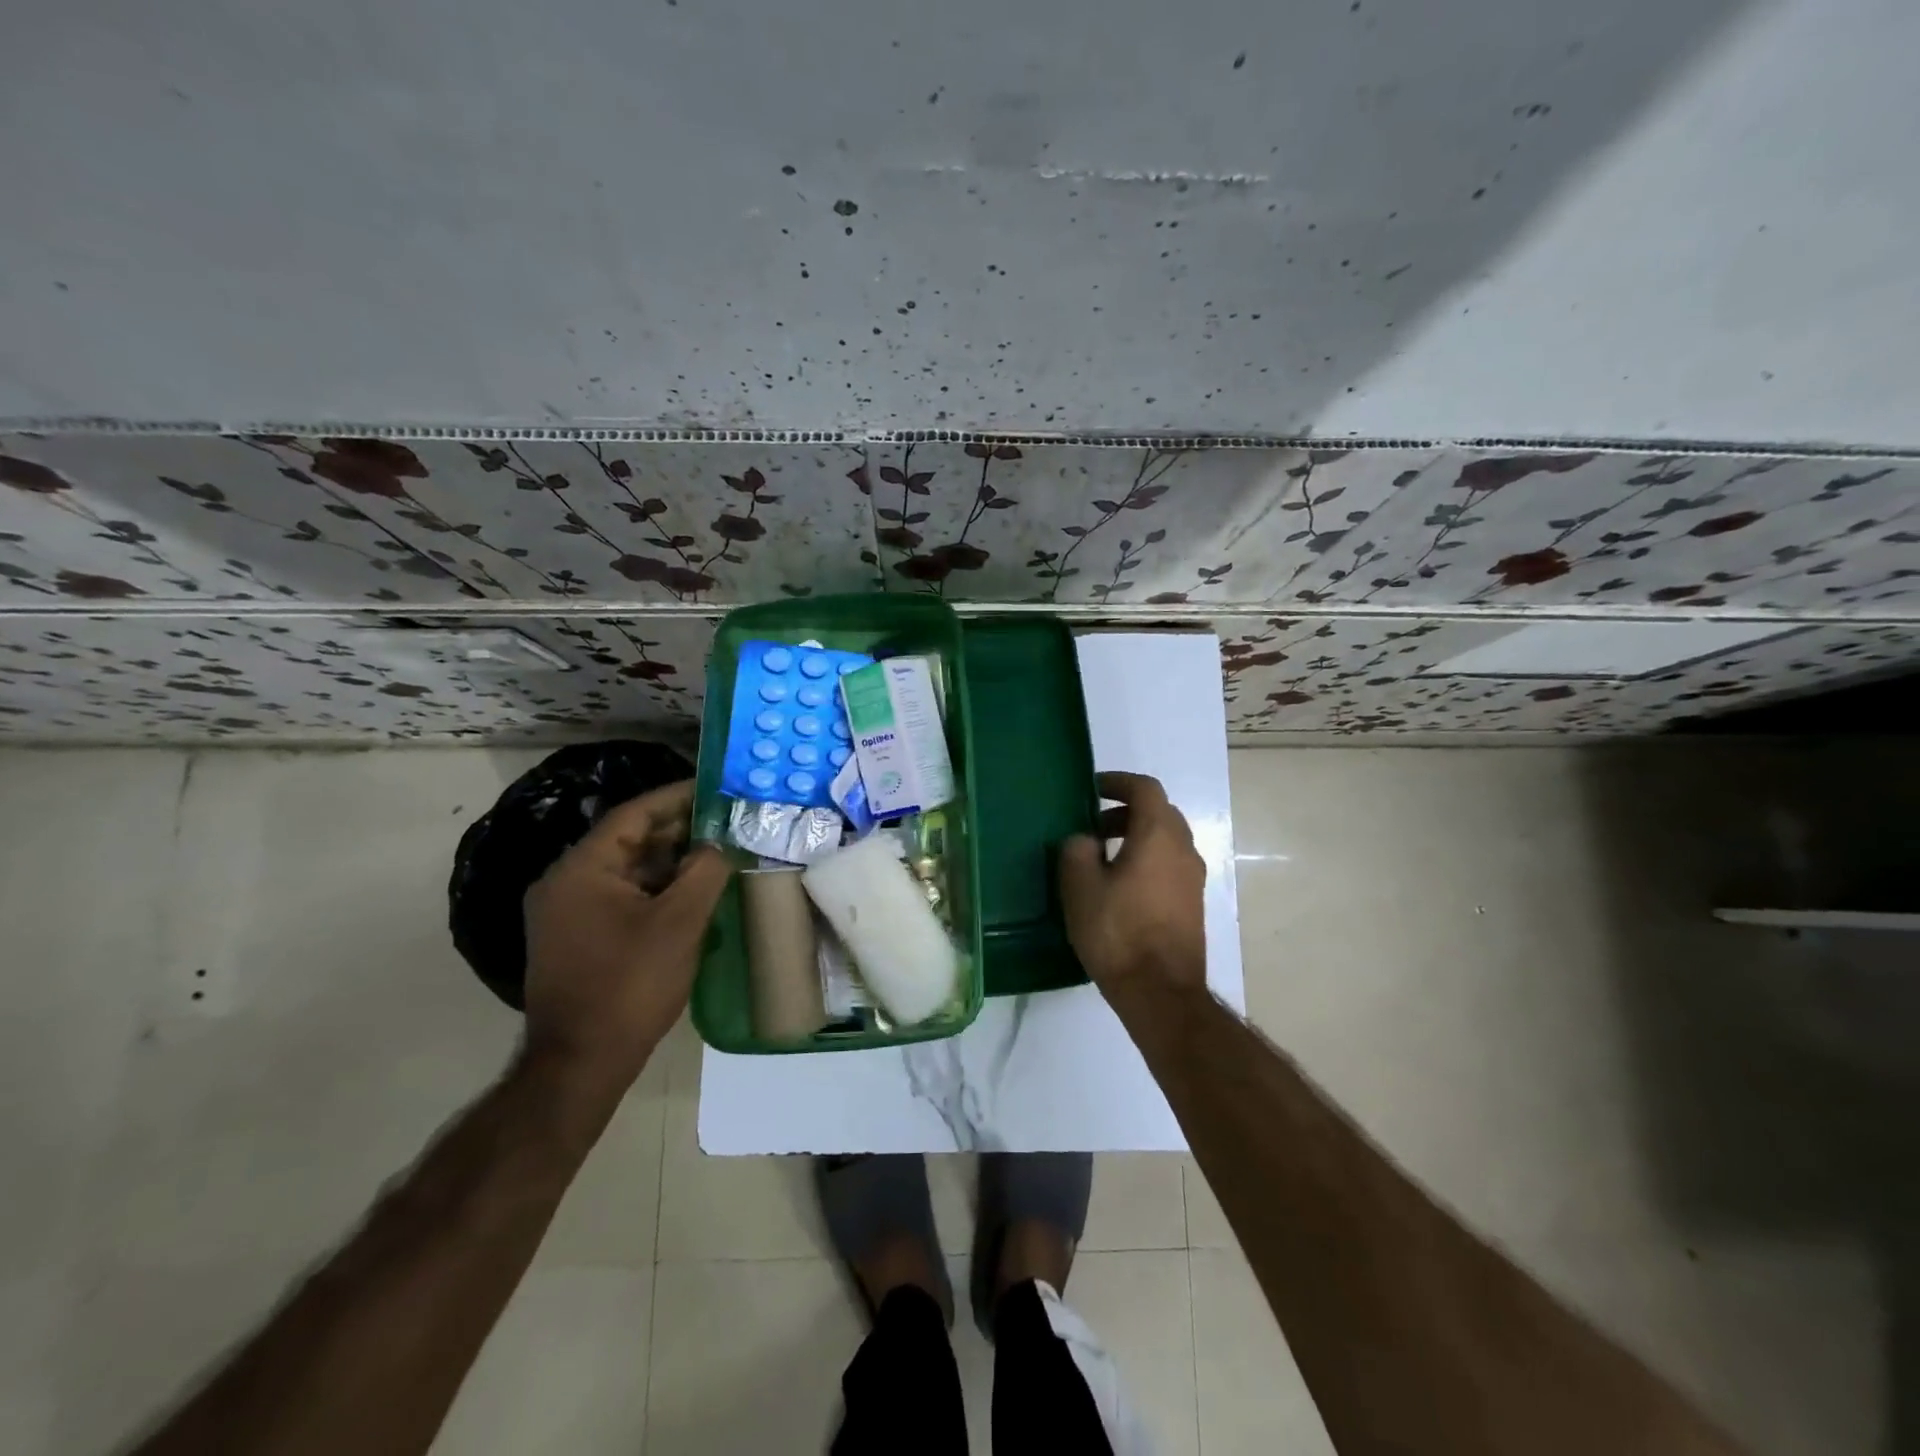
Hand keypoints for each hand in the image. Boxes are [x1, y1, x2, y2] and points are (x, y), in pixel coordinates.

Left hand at [522, 781, 731, 1103]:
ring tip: (717, 854)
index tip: (715, 789)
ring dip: (671, 862)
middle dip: (679, 830)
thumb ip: (705, 871)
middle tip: (726, 822)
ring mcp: (568, 912)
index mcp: (582, 869)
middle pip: (630, 840)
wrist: (580, 1063)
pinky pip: (622, 896)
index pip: (634, 814)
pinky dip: (657, 889)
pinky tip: (692, 893)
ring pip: (628, 870)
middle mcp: (566, 882)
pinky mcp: (577, 937)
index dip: (677, 798)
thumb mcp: (680, 923)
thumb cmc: (630, 985)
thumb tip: (719, 844)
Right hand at [1059, 771, 1206, 994]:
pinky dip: (1146, 860)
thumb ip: (1077, 850)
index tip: (1092, 789)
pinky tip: (1120, 887)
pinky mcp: (1192, 904)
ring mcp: (1193, 879)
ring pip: (1166, 841)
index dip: (1118, 782)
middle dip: (1126, 811)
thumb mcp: (1080, 887)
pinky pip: (1169, 865)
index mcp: (1158, 835)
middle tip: (1093, 826)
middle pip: (1159, 813)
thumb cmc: (1118, 932)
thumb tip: (1085, 841)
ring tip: (1102, 857)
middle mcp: (1184, 850)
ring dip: (1136, 837)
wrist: (1160, 992)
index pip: (1145, 789)